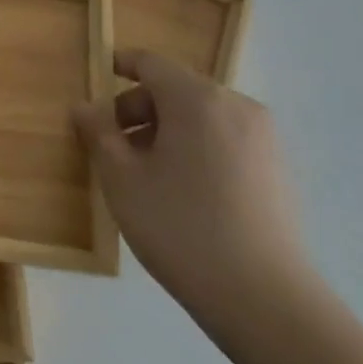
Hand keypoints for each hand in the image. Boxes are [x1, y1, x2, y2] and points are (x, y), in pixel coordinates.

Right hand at [72, 49, 314, 327]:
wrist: (265, 300)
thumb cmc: (180, 227)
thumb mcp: (122, 179)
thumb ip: (98, 133)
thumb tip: (85, 107)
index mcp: (197, 98)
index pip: (151, 63)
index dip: (120, 64)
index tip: (98, 74)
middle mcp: (236, 106)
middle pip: (176, 89)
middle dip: (139, 108)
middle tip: (111, 144)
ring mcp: (263, 138)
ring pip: (201, 116)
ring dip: (166, 130)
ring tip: (143, 172)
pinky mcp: (277, 169)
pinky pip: (224, 139)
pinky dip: (196, 148)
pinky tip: (181, 191)